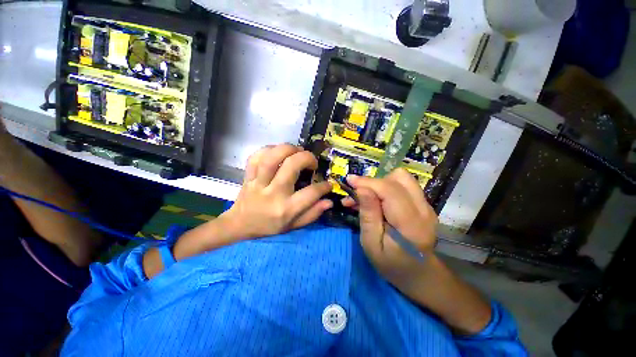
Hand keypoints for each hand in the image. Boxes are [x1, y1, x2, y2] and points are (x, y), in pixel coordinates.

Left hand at [222, 144, 332, 239]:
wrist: (240, 225)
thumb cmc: (269, 227)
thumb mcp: (294, 226)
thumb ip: (312, 214)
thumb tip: (329, 201)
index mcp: (286, 209)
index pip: (310, 193)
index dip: (324, 186)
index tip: (328, 184)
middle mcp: (273, 193)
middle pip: (291, 166)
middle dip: (307, 158)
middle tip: (312, 162)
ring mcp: (258, 183)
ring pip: (272, 157)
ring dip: (288, 149)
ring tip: (297, 151)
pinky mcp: (248, 176)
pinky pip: (256, 157)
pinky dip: (268, 149)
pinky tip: (278, 152)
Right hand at [343, 168, 437, 285]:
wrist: (418, 274)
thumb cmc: (391, 264)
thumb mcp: (371, 243)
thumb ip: (368, 215)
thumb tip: (361, 189)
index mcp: (410, 223)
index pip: (389, 190)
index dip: (367, 182)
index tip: (349, 181)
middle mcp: (423, 209)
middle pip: (399, 178)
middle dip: (374, 182)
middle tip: (357, 194)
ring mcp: (426, 205)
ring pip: (402, 178)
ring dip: (380, 184)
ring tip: (366, 198)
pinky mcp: (423, 204)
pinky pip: (403, 186)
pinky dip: (386, 188)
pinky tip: (376, 201)